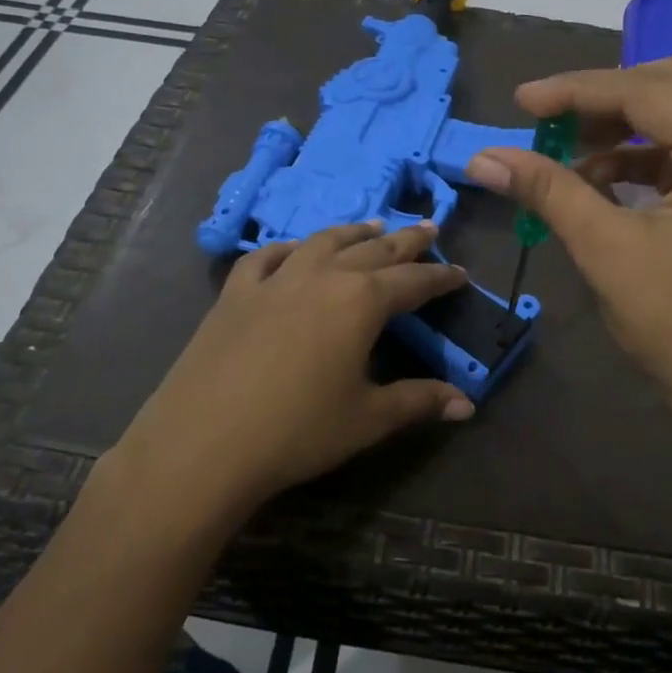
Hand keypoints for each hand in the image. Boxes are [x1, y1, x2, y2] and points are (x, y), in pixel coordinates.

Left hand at [117, 221, 473, 515]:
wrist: (203, 444)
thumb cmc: (297, 431)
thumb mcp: (368, 419)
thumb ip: (420, 402)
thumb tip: (468, 405)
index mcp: (361, 301)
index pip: (413, 282)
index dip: (441, 279)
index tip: (461, 273)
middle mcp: (322, 276)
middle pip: (374, 250)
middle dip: (406, 241)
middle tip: (429, 229)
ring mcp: (275, 279)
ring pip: (323, 242)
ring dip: (354, 233)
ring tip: (373, 228)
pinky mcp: (236, 293)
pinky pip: (267, 256)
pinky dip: (289, 248)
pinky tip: (296, 251)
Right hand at [468, 56, 671, 484]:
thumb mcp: (605, 250)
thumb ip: (547, 191)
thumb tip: (483, 158)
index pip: (649, 93)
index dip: (578, 91)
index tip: (523, 101)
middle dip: (605, 97)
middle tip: (550, 117)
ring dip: (621, 125)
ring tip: (566, 152)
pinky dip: (639, 155)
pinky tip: (596, 178)